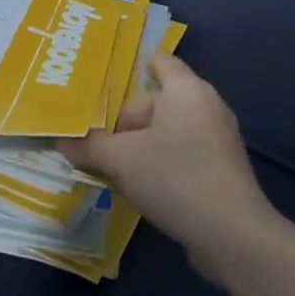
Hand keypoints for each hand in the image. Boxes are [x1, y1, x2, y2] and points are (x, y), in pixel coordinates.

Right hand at [58, 55, 278, 277]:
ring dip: (142, 145)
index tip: (107, 87)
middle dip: (128, 121)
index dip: (134, 69)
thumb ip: (89, 146)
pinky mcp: (223, 166)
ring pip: (170, 129)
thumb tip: (62, 140)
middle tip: (100, 143)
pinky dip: (163, 162)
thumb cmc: (175, 178)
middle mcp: (207, 105)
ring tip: (116, 168)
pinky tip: (143, 188)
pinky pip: (184, 151)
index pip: (160, 61)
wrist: (232, 234)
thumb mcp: (121, 160)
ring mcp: (219, 136)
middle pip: (158, 100)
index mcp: (186, 90)